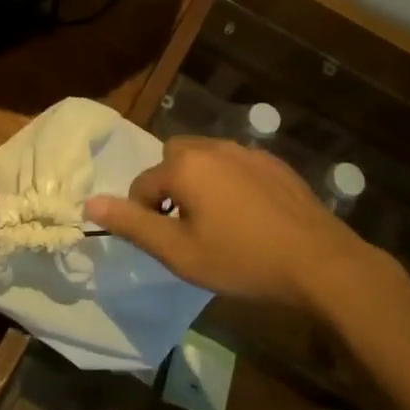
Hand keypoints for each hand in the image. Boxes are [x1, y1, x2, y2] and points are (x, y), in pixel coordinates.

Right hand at [86, 137, 384, 307]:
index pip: (143, 184)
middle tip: (187, 227)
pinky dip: (230, 183)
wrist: (320, 262)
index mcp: (185, 166)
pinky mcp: (274, 163)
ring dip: (200, 182)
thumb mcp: (179, 252)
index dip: (145, 214)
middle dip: (170, 187)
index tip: (166, 242)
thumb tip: (89, 202)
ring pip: (206, 158)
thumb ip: (133, 224)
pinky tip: (249, 216)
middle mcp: (212, 147)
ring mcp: (247, 152)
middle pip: (173, 159)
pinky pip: (236, 165)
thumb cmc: (242, 260)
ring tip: (217, 222)